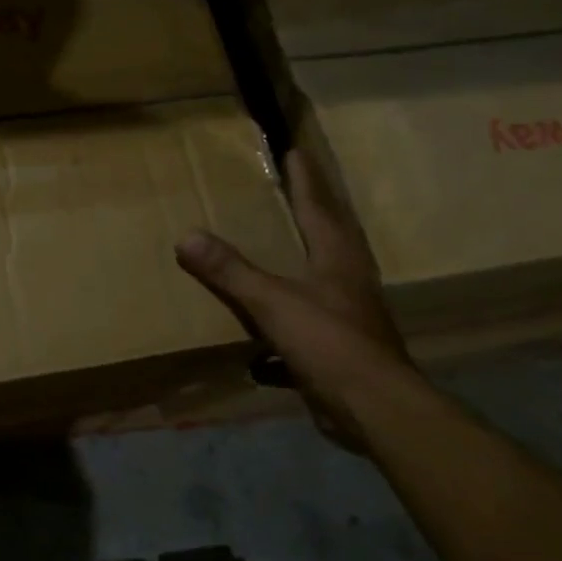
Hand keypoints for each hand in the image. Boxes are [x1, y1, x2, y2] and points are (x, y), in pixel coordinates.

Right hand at [175, 148, 416, 452]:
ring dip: (299, 266)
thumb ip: (231, 270)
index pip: (318, 207)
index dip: (305, 180)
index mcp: (336, 260)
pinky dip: (282, 330)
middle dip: (310, 214)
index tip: (294, 152)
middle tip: (289, 193)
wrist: (374, 408)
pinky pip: (305, 328)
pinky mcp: (339, 351)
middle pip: (328, 238)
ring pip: (319, 281)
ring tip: (276, 254)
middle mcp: (347, 282)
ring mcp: (346, 317)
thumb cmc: (329, 343)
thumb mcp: (272, 303)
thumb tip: (187, 236)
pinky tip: (258, 346)